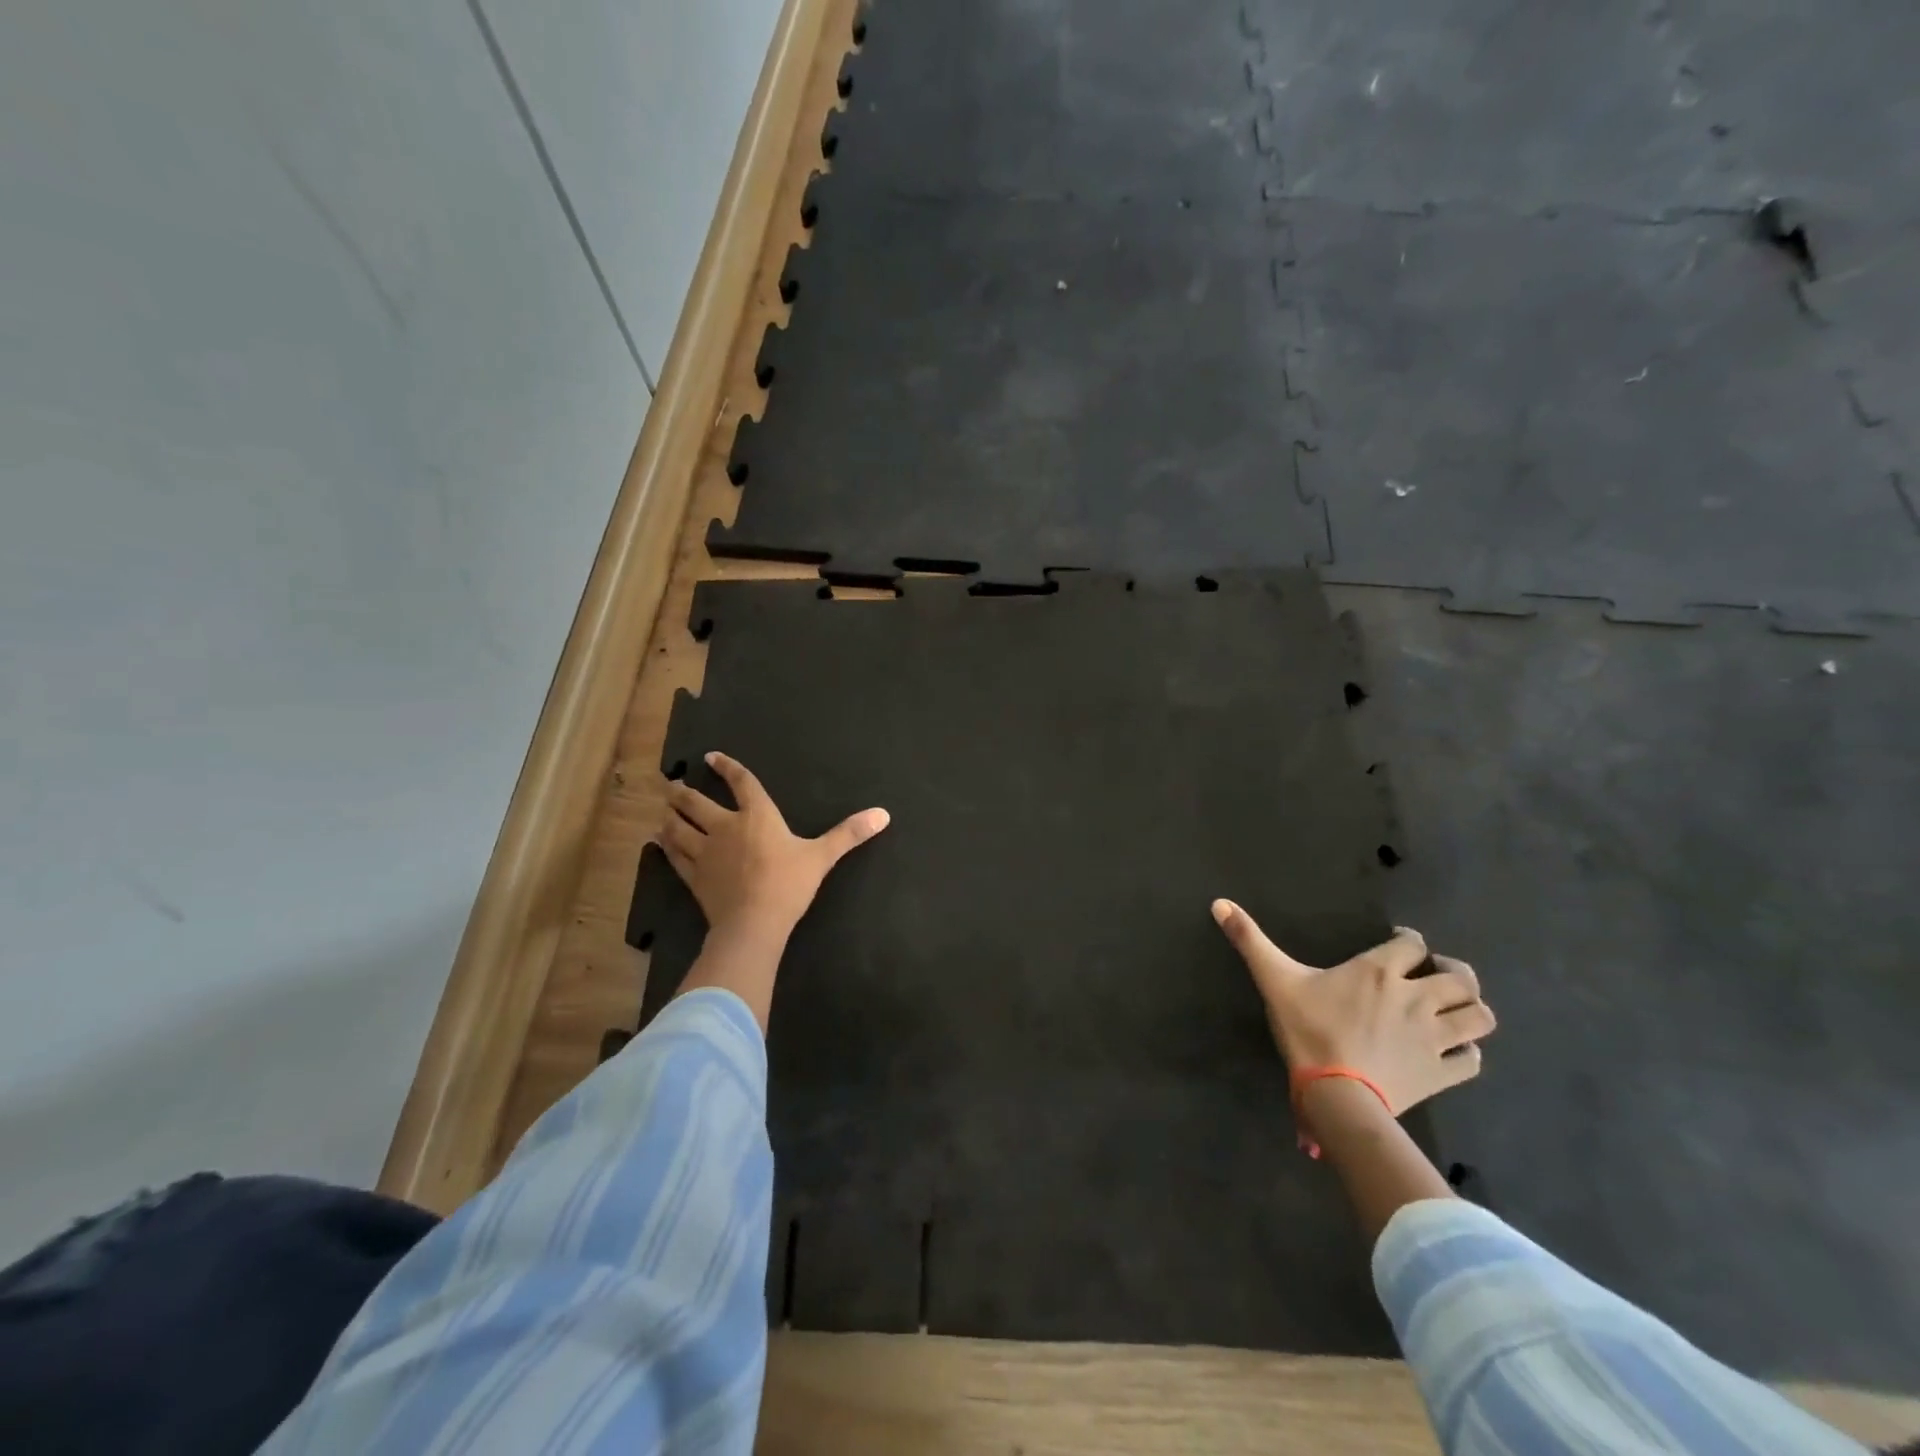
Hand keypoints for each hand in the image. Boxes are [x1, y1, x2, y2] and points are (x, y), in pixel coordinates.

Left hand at [660, 752, 889, 943]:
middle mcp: (726, 827)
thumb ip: (849, 834)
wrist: (754, 923)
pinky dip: (667, 847)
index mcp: (757, 816)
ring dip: (669, 816)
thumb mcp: (822, 856)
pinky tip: (660, 843)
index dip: (726, 768)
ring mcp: (705, 852)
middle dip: (682, 792)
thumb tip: (883, 814)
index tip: (711, 757)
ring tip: (663, 809)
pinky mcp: (693, 877)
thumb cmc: (789, 884)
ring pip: (678, 828)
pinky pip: (675, 856)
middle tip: (672, 784)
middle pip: (696, 803)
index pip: (741, 783)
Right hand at [1210, 901, 1494, 1116]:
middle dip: (1454, 972)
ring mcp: (1435, 1038)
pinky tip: (1453, 1051)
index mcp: (1379, 971)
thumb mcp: (1273, 980)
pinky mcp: (1442, 1073)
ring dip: (1470, 1009)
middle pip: (1461, 977)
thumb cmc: (1307, 1030)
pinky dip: (1468, 1052)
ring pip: (1479, 1017)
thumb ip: (1249, 940)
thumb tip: (1218, 903)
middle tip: (1435, 975)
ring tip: (1453, 1009)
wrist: (1335, 1094)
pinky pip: (1472, 1060)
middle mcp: (1416, 998)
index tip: (1400, 943)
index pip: (1412, 943)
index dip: (1410, 940)